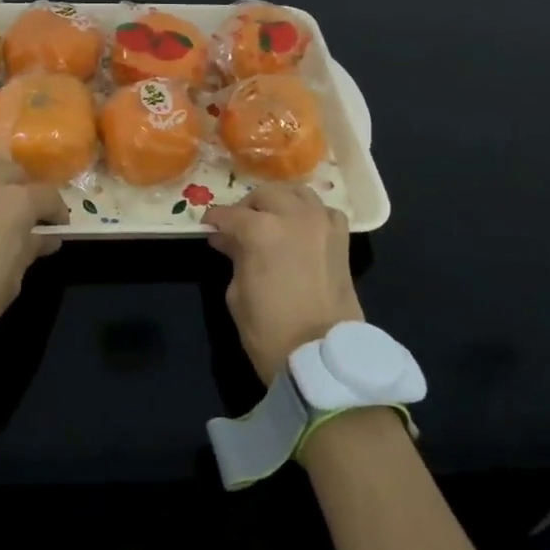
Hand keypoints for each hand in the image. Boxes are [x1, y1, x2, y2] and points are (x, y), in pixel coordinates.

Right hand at [205, 184, 360, 385]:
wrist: (322, 357)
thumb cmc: (269, 330)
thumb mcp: (237, 293)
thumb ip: (234, 257)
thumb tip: (226, 239)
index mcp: (261, 230)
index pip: (231, 215)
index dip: (215, 220)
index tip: (207, 227)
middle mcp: (293, 216)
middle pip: (266, 194)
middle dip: (248, 206)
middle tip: (238, 225)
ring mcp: (321, 225)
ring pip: (298, 192)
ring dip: (280, 201)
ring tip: (271, 219)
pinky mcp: (342, 240)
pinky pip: (325, 211)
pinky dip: (310, 212)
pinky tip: (302, 227)